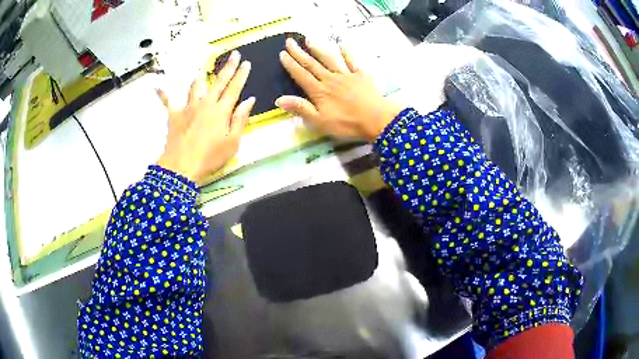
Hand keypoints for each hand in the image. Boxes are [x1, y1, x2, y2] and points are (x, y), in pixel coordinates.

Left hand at [157, 51, 253, 184]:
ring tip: (203, 68)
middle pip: (218, 82)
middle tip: (234, 54)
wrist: (181, 166)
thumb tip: (249, 100)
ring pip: (195, 87)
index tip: (246, 63)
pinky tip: (158, 87)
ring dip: (200, 76)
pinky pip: (168, 102)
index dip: (241, 74)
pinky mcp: (175, 116)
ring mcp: (188, 108)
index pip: (234, 88)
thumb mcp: (232, 142)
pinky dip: (164, 94)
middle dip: (227, 67)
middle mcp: (205, 104)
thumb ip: (240, 119)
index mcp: (221, 111)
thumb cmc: (210, 157)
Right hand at [276, 38, 402, 141]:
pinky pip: (352, 61)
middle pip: (312, 64)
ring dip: (318, 49)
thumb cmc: (347, 124)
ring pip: (329, 59)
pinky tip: (342, 45)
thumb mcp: (319, 122)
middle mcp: (330, 79)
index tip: (282, 53)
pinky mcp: (361, 75)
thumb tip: (279, 99)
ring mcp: (346, 75)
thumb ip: (300, 109)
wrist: (377, 120)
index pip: (301, 75)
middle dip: (299, 52)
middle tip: (289, 41)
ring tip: (309, 39)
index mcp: (319, 91)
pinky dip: (346, 53)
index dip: (291, 64)